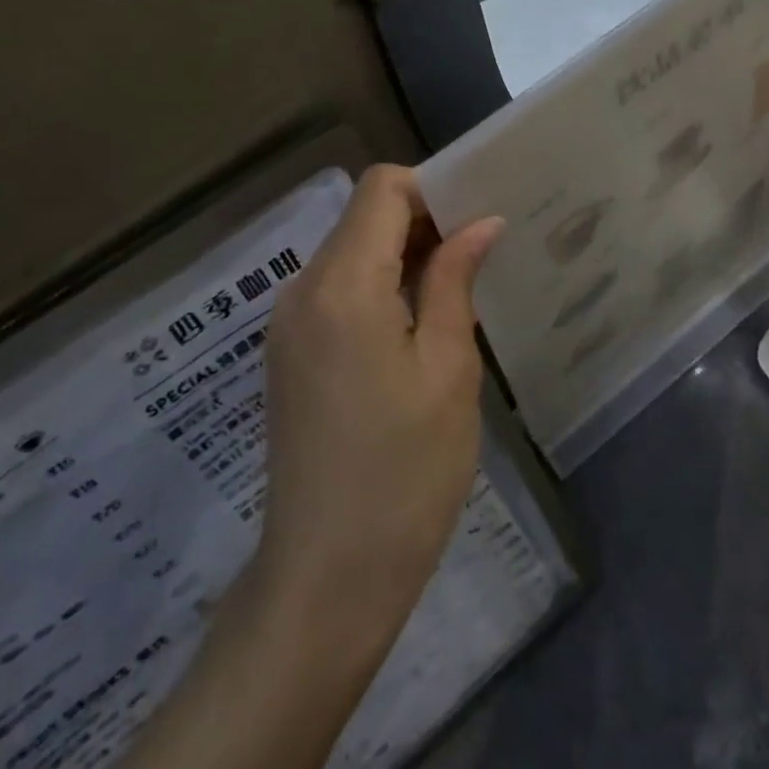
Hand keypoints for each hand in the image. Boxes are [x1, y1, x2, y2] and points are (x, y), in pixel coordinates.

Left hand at [251, 165, 502, 655]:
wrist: (326, 580)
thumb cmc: (404, 474)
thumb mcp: (447, 371)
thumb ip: (455, 281)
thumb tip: (481, 222)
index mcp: (341, 285)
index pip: (381, 188)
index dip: (431, 189)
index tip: (476, 221)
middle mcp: (301, 290)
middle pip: (362, 216)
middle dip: (421, 221)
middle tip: (479, 256)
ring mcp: (287, 324)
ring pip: (349, 251)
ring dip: (401, 255)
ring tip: (456, 291)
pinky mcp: (287, 354)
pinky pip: (335, 290)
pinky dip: (377, 286)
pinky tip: (416, 327)